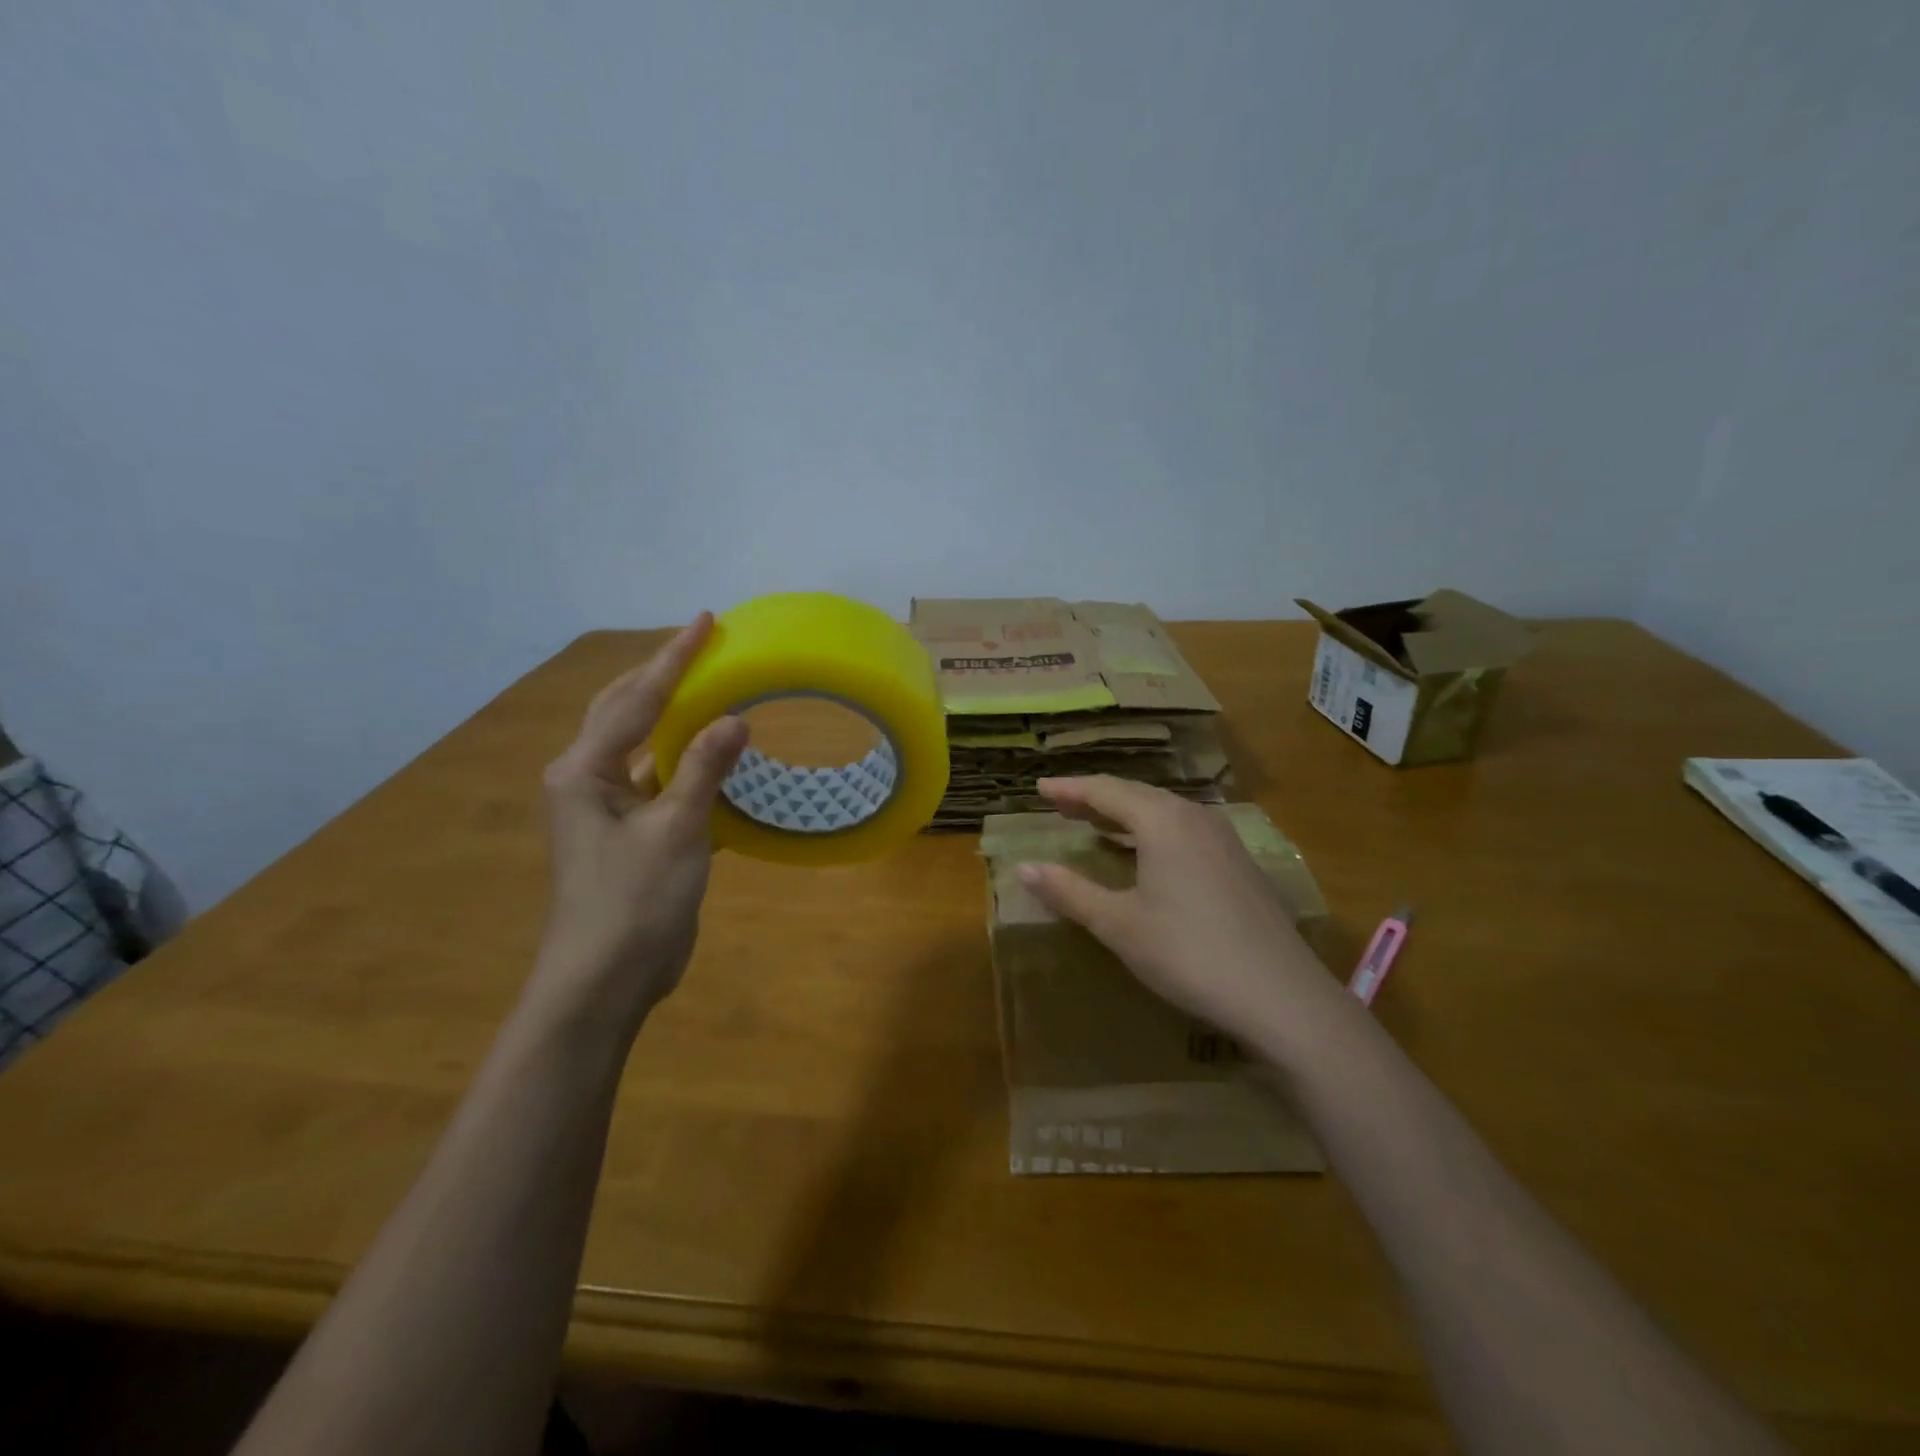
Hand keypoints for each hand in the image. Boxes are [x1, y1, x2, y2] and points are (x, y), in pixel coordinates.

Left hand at [530, 615, 746, 1037]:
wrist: (605, 981)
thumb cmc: (633, 901)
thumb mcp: (675, 830)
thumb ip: (703, 769)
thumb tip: (734, 718)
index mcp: (583, 771)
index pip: (637, 699)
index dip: (675, 659)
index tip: (707, 621)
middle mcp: (587, 780)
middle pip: (626, 710)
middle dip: (663, 675)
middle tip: (703, 643)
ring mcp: (606, 808)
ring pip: (643, 744)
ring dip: (674, 715)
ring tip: (711, 685)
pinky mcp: (629, 833)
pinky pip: (659, 779)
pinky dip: (686, 761)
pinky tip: (715, 753)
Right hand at [1018, 777, 1340, 1044]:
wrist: (1281, 996)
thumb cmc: (1188, 954)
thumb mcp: (1119, 925)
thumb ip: (1069, 891)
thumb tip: (1024, 867)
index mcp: (1162, 820)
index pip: (1105, 790)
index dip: (1069, 789)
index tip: (1039, 788)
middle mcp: (1194, 817)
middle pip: (1136, 794)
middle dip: (1095, 798)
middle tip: (1062, 804)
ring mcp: (1223, 839)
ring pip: (1163, 812)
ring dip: (1125, 814)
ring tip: (1096, 823)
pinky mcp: (1239, 864)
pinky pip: (1184, 830)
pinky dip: (1152, 832)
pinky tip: (1146, 854)